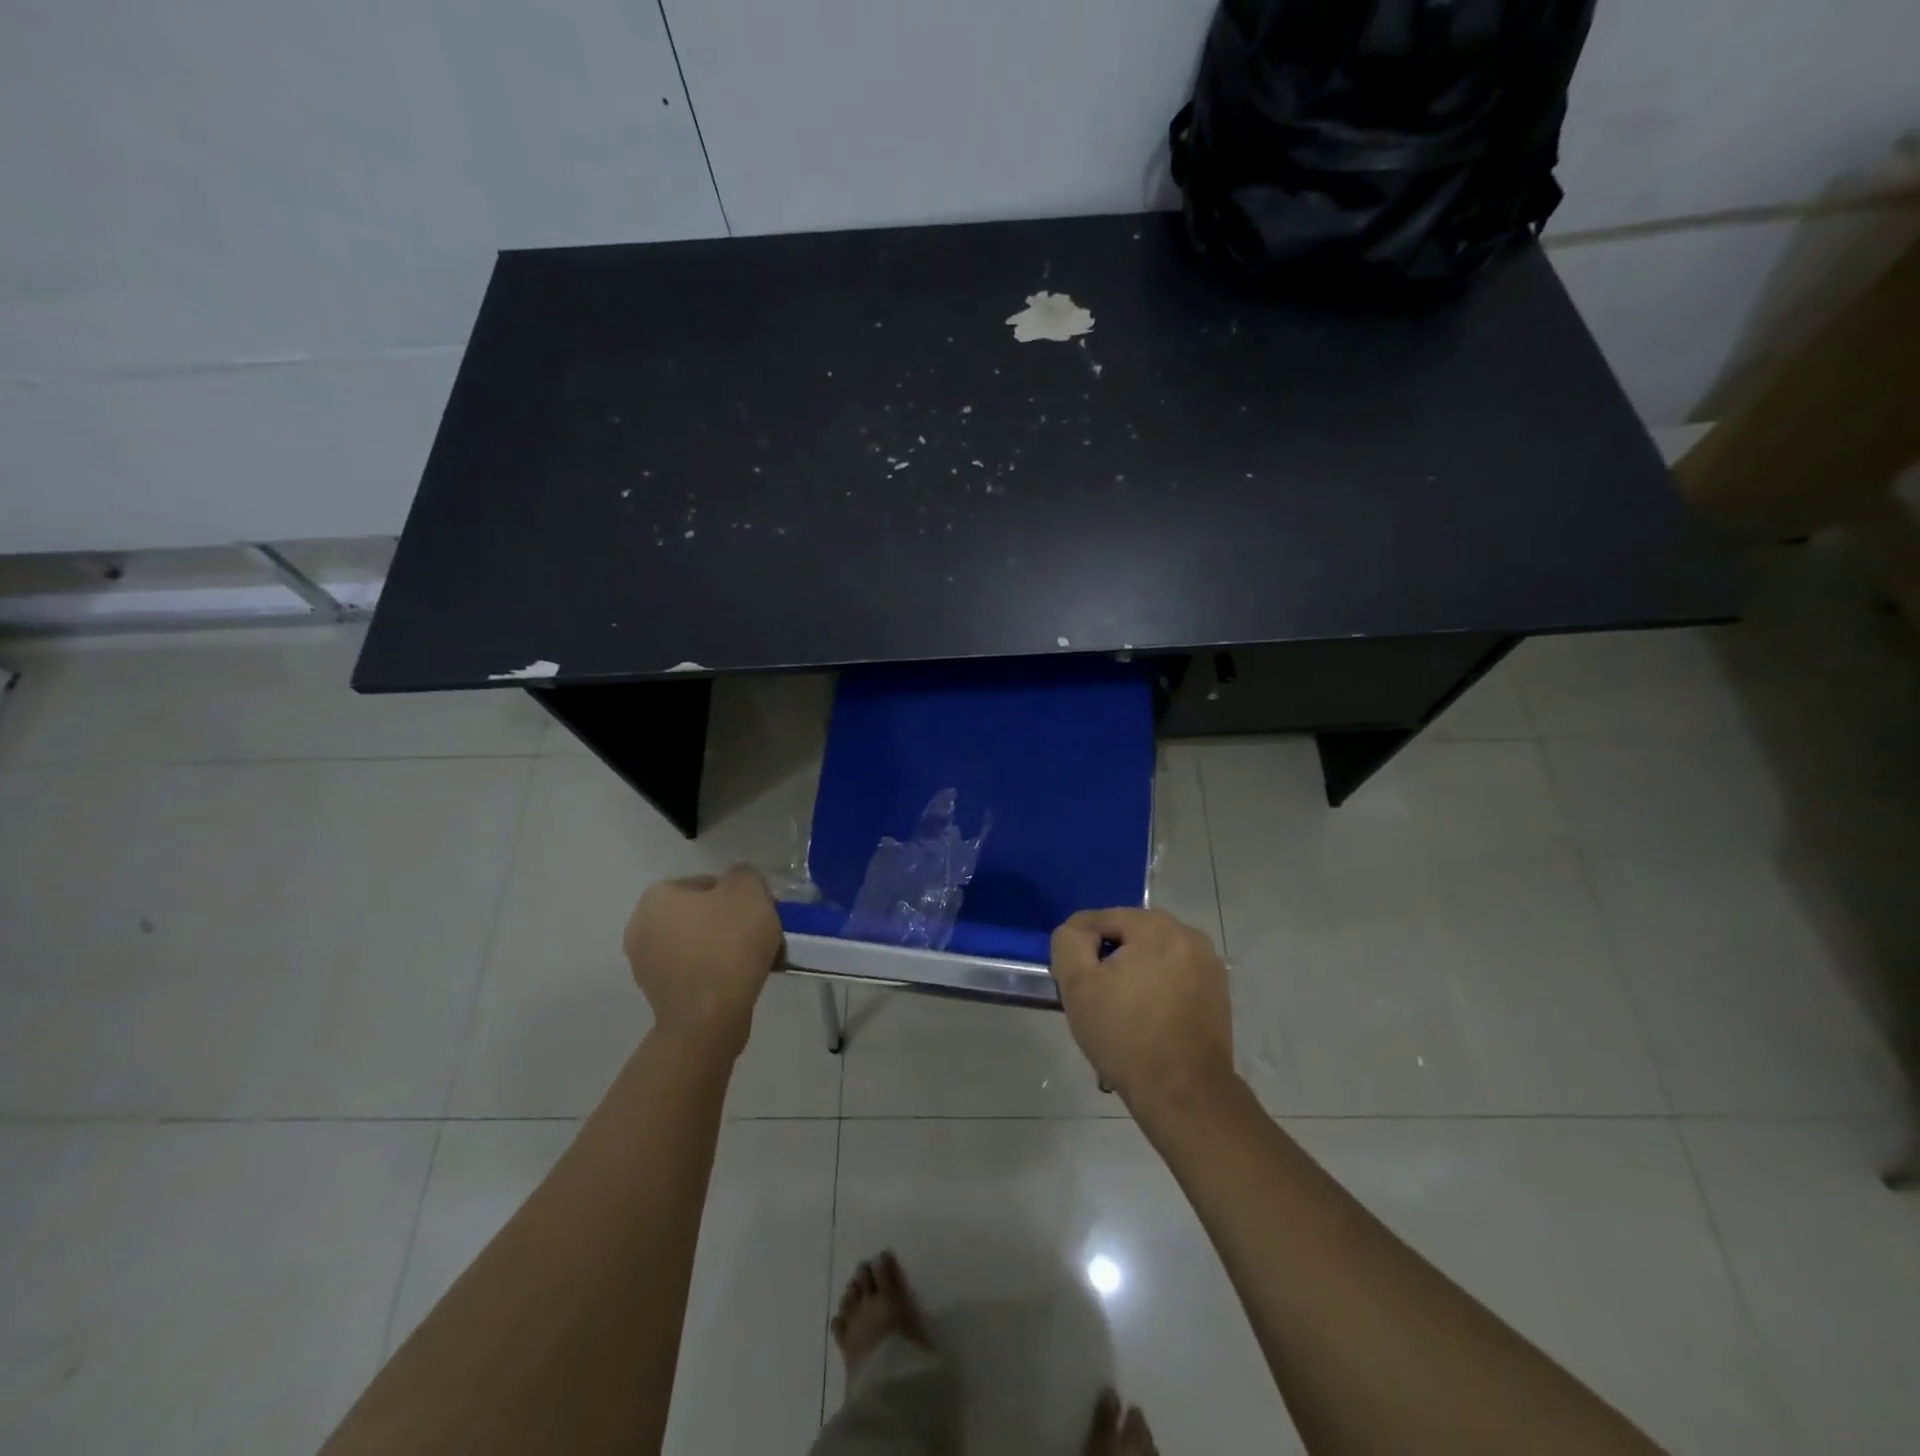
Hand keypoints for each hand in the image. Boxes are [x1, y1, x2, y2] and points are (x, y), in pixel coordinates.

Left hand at [623, 867, 782, 1057]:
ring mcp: (644, 965)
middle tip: (755, 933)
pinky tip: (735, 980)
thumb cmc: (727, 946)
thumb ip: (745, 875)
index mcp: (657, 897)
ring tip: (749, 960)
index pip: (706, 883)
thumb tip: (738, 885)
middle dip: (726, 921)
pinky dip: (712, 972)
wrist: (709, 1019)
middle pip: (699, 913)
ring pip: (695, 943)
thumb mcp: (750, 891)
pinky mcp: (657, 996)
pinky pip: (692, 971)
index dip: (737, 895)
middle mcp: (640, 927)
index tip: (757, 912)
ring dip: (719, 947)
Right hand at [1050, 907, 1235, 1110]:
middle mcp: (1189, 935)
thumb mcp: (1078, 986)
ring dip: (1133, 974)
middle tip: (1095, 998)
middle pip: (1130, 935)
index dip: (1080, 948)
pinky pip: (1175, 976)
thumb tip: (1076, 932)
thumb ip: (1068, 943)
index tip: (1074, 983)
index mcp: (1156, 926)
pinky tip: (1148, 1021)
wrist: (1185, 1094)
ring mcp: (1209, 964)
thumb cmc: (1126, 1036)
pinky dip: (1157, 989)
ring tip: (1121, 1012)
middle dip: (1109, 960)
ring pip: (1153, 956)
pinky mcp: (1218, 992)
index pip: (1101, 919)